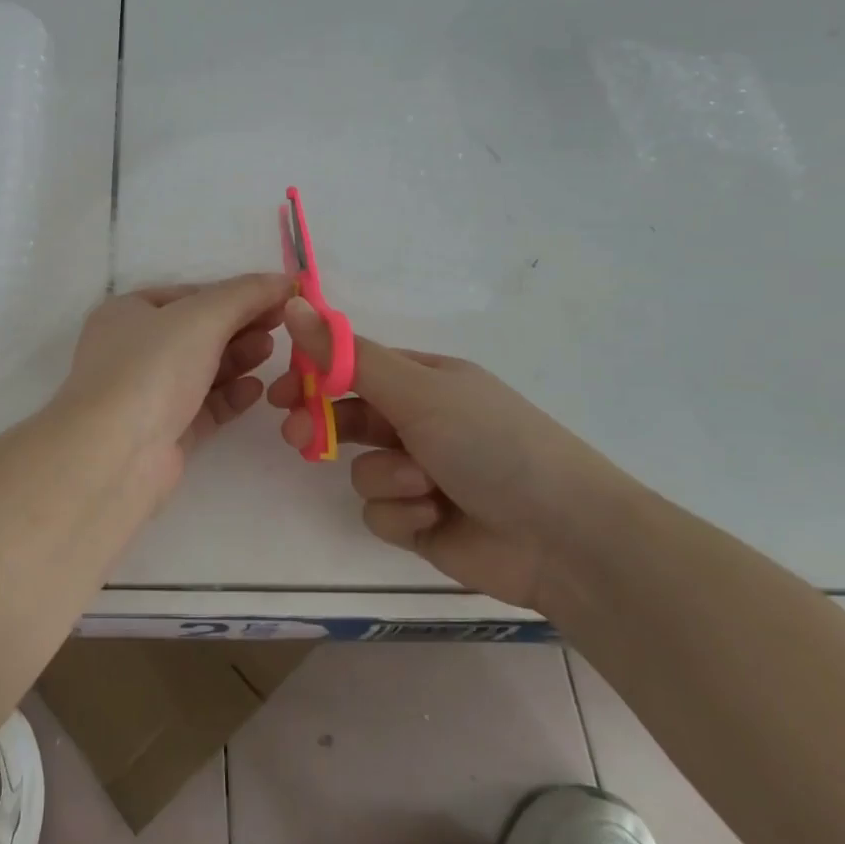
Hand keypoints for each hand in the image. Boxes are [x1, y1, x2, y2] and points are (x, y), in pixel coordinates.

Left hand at [57, 274, 292, 498]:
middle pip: (197, 332)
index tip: (276, 297)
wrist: (116, 453)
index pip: (188, 295)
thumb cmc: (152, 368)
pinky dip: (230, 395)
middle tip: (281, 325)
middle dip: (239, 326)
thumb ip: (245, 294)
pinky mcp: (164, 432)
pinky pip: (203, 406)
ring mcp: (147, 393)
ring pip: (201, 369)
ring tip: (270, 351)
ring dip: (237, 358)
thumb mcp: (201, 317)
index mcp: (128, 313)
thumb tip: (284, 279)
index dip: (233, 293)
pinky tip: (256, 390)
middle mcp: (133, 350)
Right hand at [267, 299, 646, 609]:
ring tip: (424, 488)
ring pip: (363, 469)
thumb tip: (295, 305)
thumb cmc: (491, 444)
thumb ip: (349, 357)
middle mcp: (422, 422)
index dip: (314, 376)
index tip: (280, 391)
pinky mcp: (421, 522)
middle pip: (349, 417)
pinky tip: (435, 518)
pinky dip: (403, 514)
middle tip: (298, 436)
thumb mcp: (418, 392)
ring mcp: (421, 474)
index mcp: (425, 381)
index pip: (354, 367)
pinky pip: (381, 511)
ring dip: (387, 478)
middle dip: (325, 427)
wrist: (564, 538)